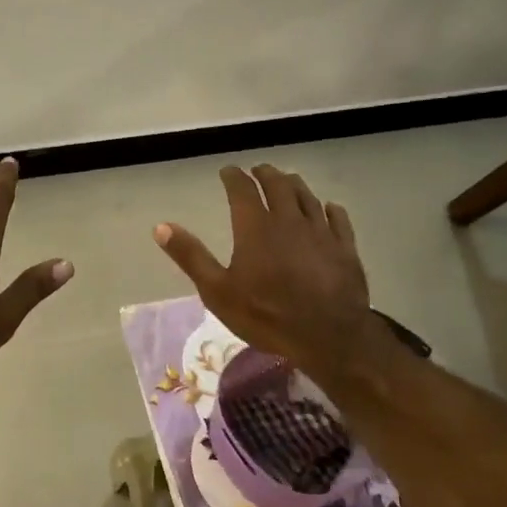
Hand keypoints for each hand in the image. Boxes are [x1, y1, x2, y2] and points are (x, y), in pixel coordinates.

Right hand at [152, 164, 378, 383]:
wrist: (329, 336)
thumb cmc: (267, 315)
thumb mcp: (217, 291)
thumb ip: (191, 256)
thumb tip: (161, 227)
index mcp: (255, 227)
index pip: (242, 190)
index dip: (234, 177)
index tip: (228, 171)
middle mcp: (289, 220)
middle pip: (278, 185)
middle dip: (266, 174)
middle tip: (259, 171)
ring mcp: (321, 232)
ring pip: (307, 197)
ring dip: (294, 185)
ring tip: (288, 181)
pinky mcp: (345, 248)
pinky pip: (338, 218)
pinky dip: (329, 208)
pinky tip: (328, 208)